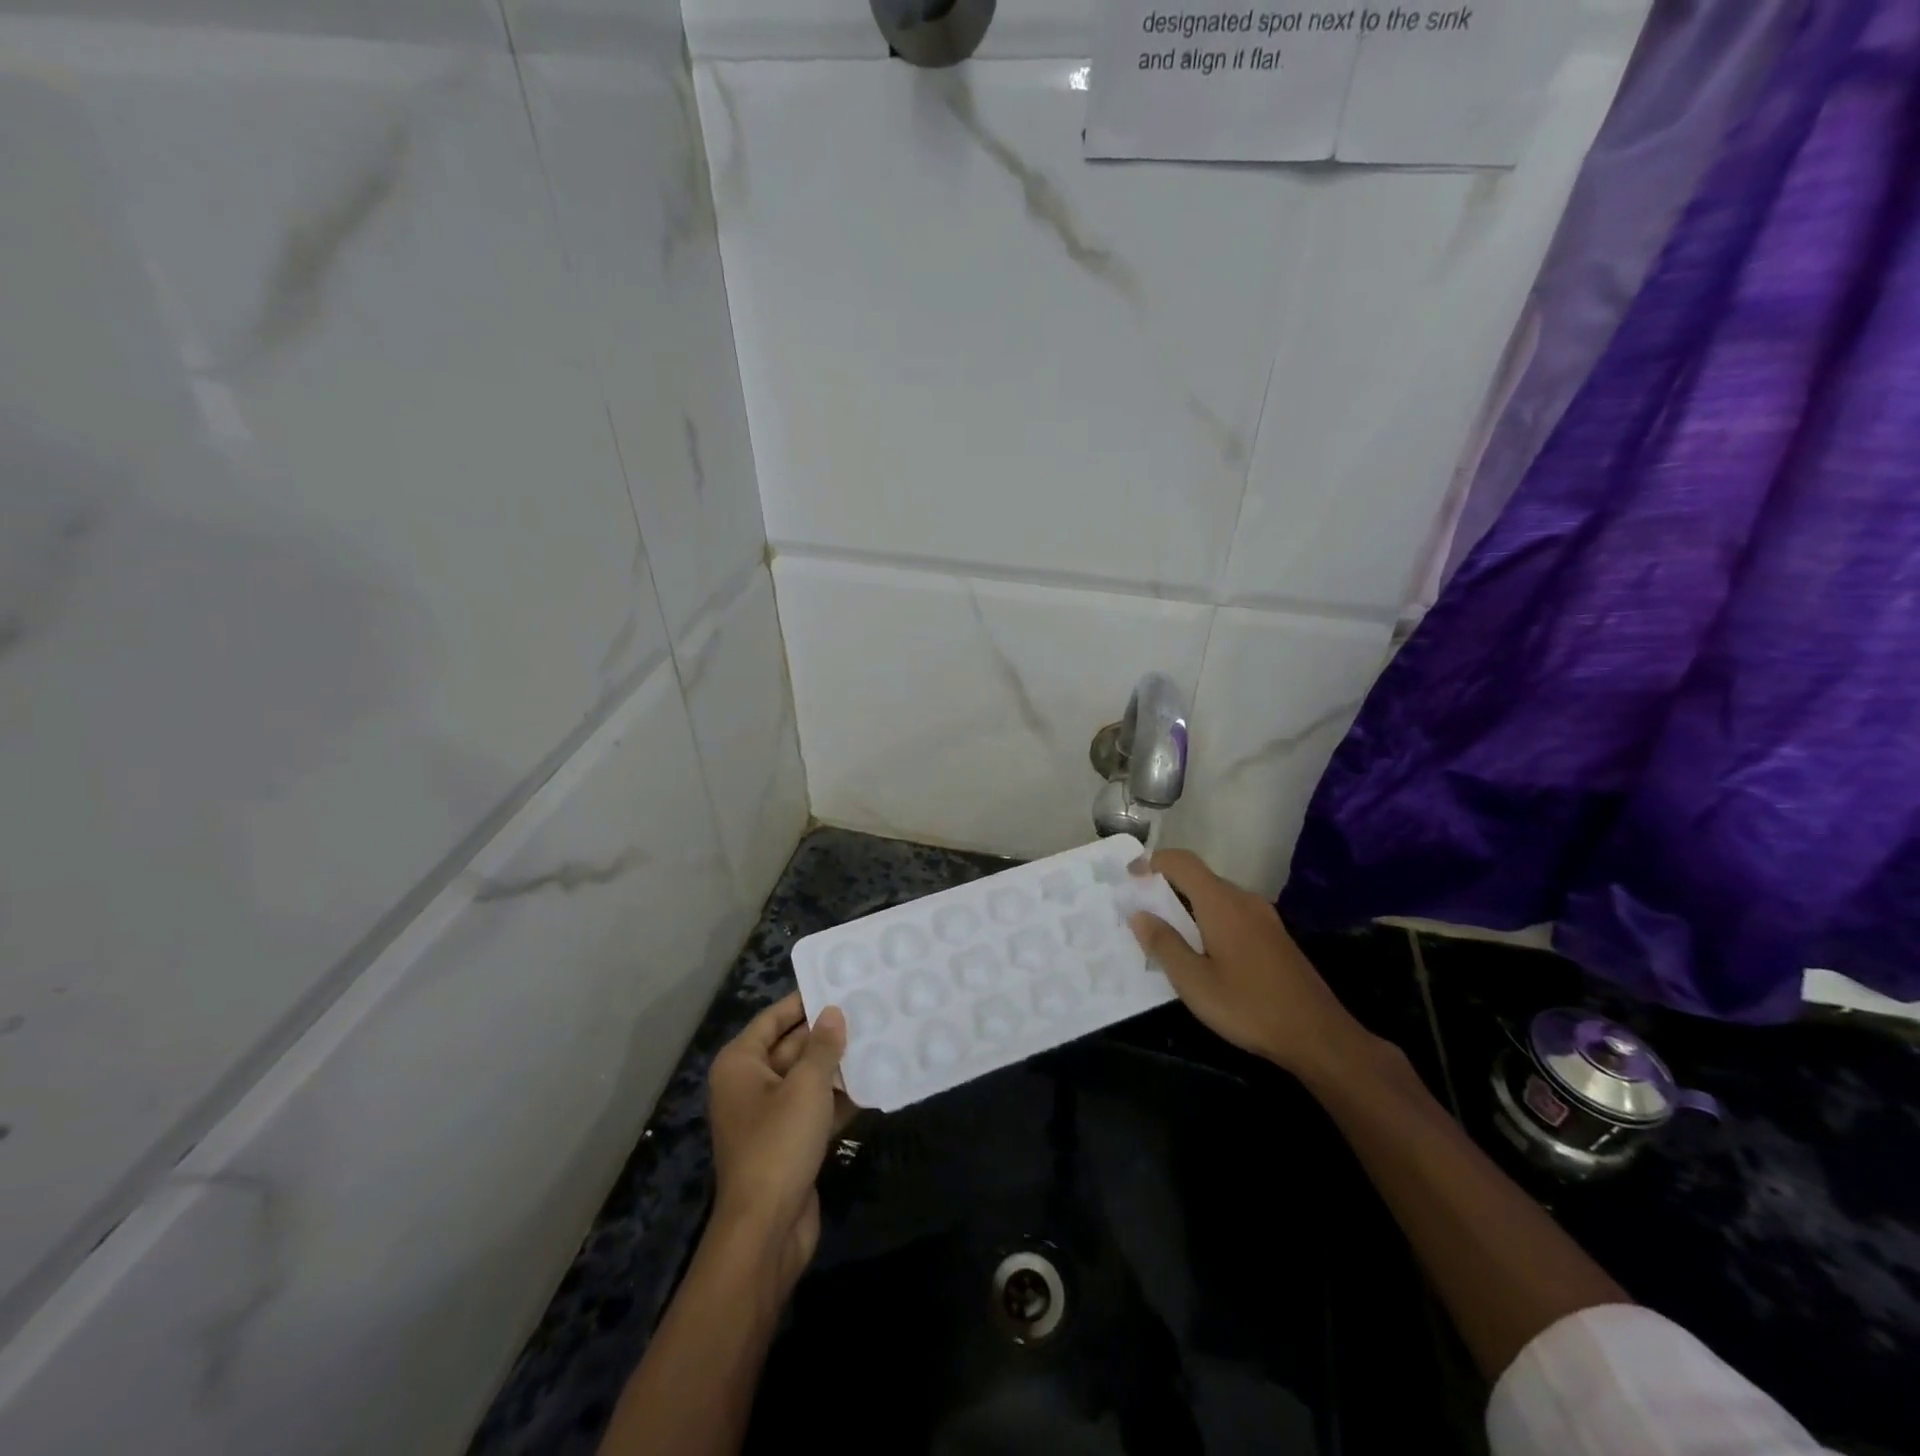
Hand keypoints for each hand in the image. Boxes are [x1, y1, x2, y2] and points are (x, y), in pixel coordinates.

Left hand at [706, 992, 849, 1289]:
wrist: (766, 1230)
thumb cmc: (778, 1144)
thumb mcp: (805, 1087)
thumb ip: (822, 1046)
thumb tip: (833, 1012)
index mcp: (741, 1064)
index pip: (773, 1019)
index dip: (803, 1001)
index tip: (837, 983)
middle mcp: (750, 1085)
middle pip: (791, 1047)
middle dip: (826, 1033)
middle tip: (867, 1009)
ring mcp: (769, 1116)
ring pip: (807, 1079)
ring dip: (837, 1065)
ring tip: (878, 1039)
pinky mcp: (788, 1143)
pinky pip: (815, 1108)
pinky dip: (839, 1098)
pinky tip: (873, 1082)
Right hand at [1127, 850, 1371, 1082]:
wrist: (1318, 1036)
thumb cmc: (1249, 1007)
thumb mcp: (1194, 982)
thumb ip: (1164, 944)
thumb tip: (1138, 913)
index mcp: (1221, 904)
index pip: (1182, 862)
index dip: (1153, 861)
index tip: (1128, 876)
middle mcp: (1244, 900)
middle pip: (1199, 877)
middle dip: (1166, 886)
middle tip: (1139, 910)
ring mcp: (1264, 917)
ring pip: (1216, 896)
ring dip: (1187, 904)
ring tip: (1164, 932)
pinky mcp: (1274, 936)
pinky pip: (1232, 912)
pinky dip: (1207, 918)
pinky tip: (1201, 950)